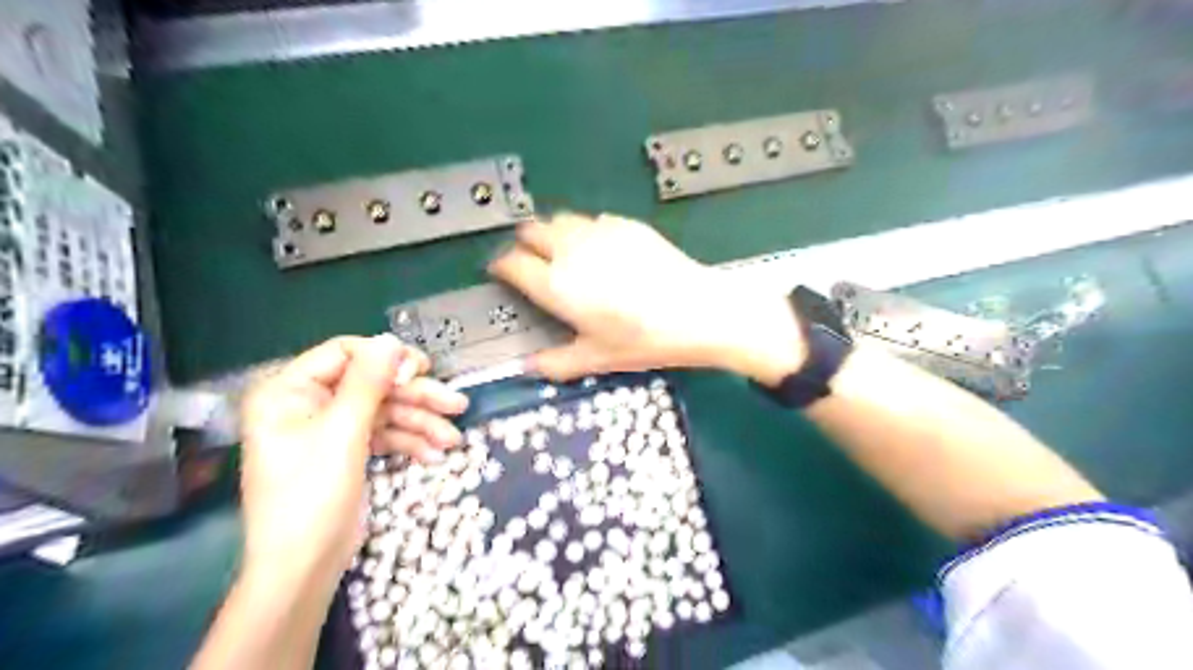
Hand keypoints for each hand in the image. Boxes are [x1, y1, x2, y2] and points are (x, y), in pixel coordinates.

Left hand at [239, 337, 470, 578]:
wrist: (303, 568)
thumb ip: (368, 383)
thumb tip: (391, 340)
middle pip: (373, 384)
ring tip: (453, 439)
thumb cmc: (311, 496)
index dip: (385, 360)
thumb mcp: (342, 434)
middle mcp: (309, 403)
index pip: (344, 353)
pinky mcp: (349, 450)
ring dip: (421, 423)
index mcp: (289, 391)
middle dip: (416, 397)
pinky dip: (409, 442)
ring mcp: (331, 428)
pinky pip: (384, 434)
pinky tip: (435, 455)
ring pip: (385, 411)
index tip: (421, 372)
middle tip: (457, 404)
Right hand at [489, 211, 804, 383]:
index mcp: (557, 285)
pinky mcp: (625, 224)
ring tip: (565, 253)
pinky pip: (593, 220)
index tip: (503, 272)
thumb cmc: (644, 339)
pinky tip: (603, 250)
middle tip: (532, 261)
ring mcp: (599, 232)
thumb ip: (557, 363)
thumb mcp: (598, 358)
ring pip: (561, 220)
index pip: (512, 263)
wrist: (697, 310)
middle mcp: (571, 251)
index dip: (502, 266)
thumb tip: (528, 367)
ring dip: (554, 234)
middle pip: (530, 231)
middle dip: (524, 244)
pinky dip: (587, 231)